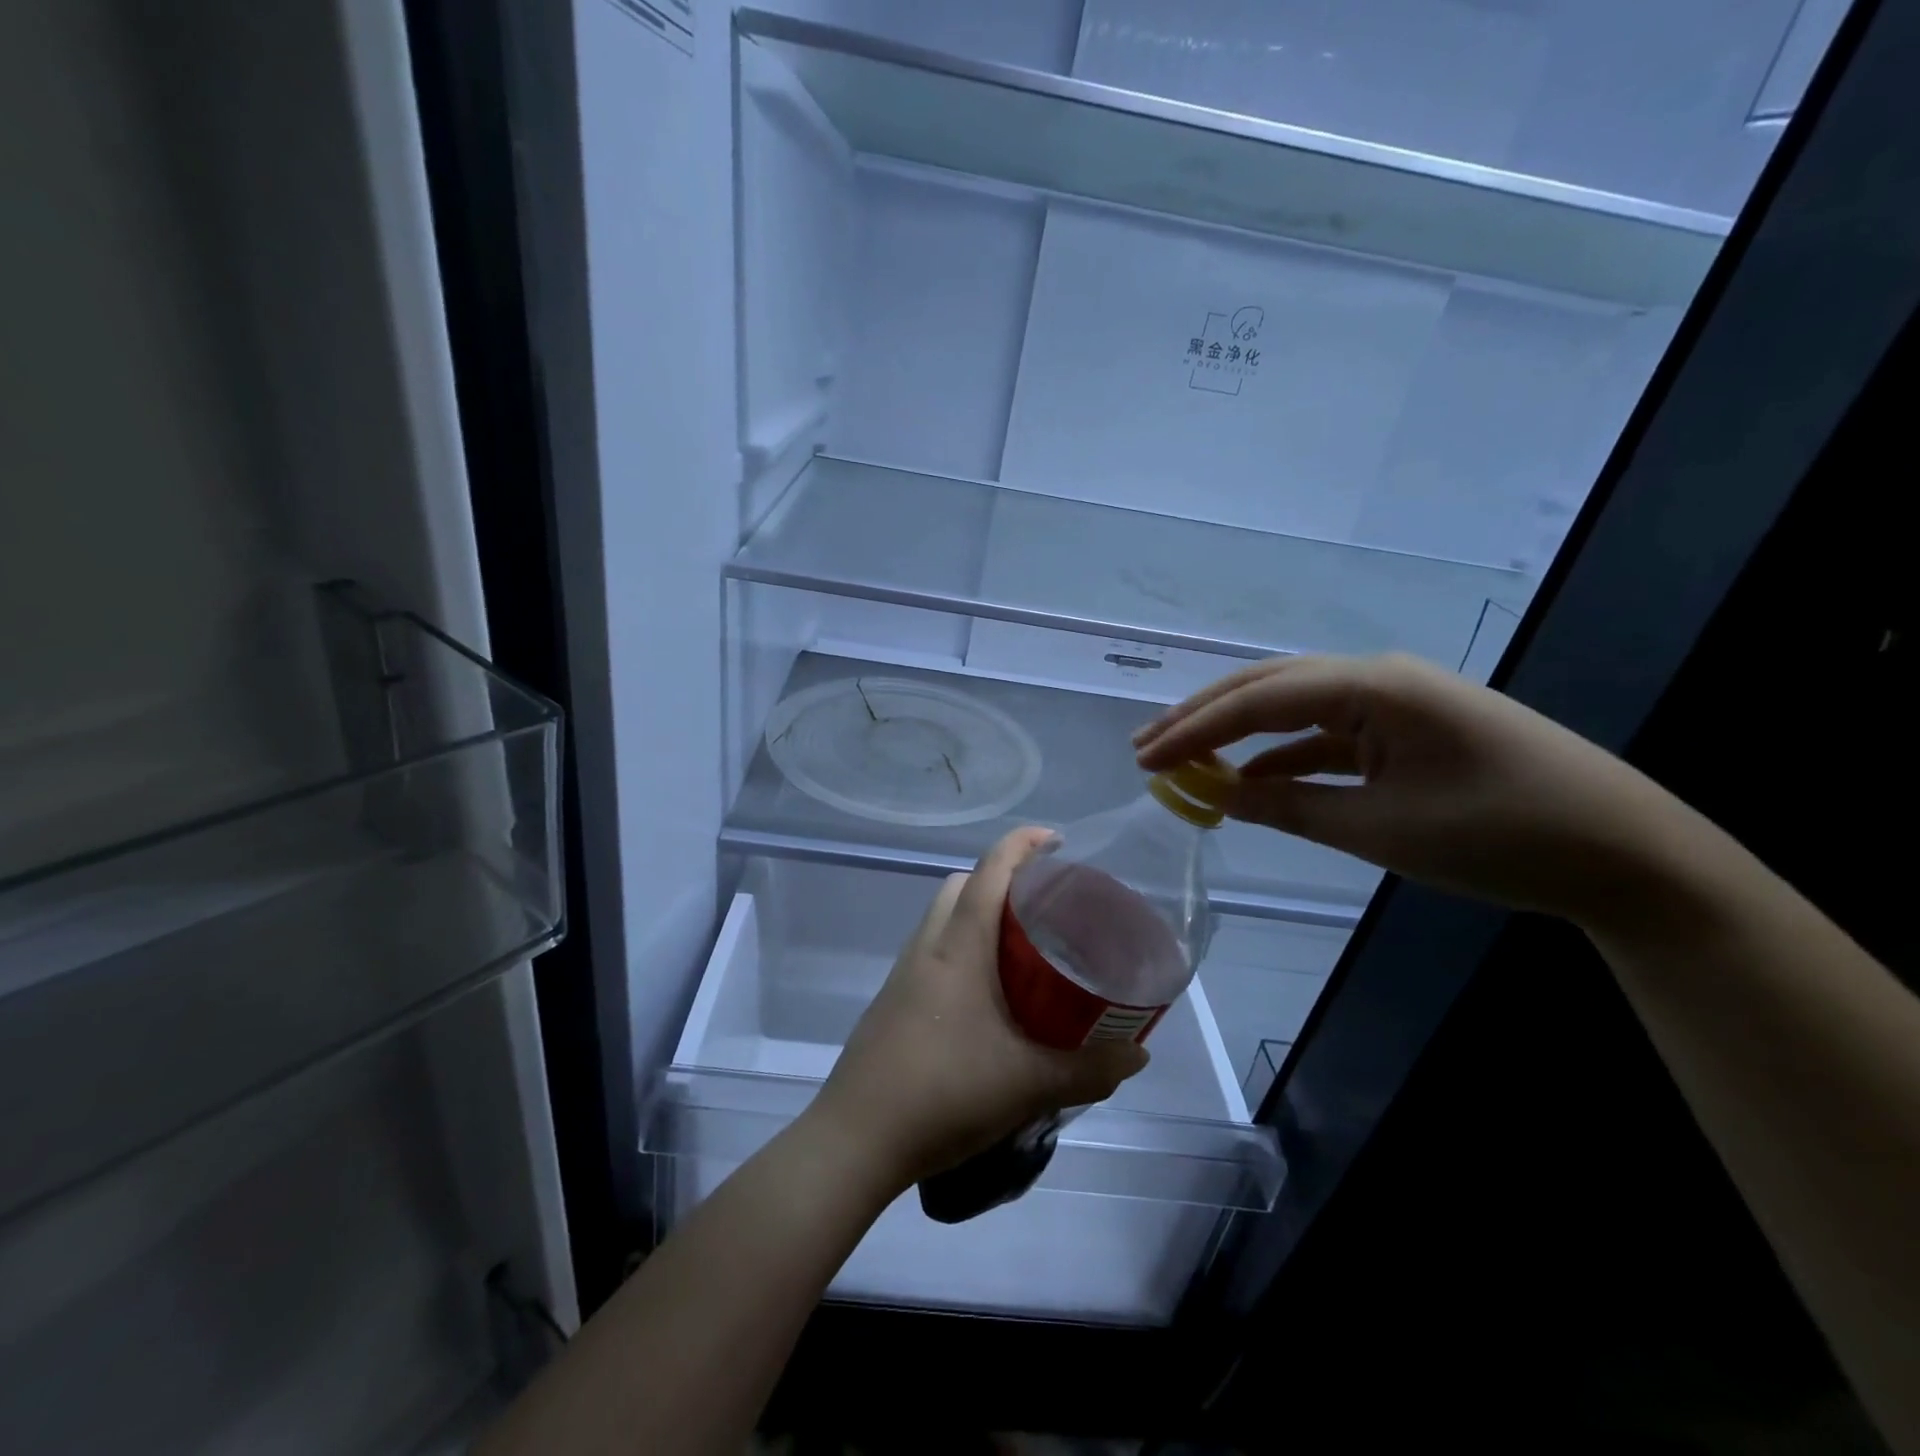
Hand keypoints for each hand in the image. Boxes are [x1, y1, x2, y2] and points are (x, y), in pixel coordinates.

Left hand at [807, 828, 1148, 1191]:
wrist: (857, 1139)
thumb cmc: (945, 1093)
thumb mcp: (1029, 1084)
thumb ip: (1089, 1069)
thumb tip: (1137, 1053)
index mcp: (959, 947)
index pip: (989, 871)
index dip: (1021, 844)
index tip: (1055, 840)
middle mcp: (927, 947)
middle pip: (961, 885)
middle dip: (999, 878)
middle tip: (1042, 904)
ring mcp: (904, 973)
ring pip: (941, 917)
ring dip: (976, 914)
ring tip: (1019, 948)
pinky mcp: (892, 1001)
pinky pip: (931, 951)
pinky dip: (959, 948)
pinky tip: (985, 994)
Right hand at [1134, 653, 1681, 928]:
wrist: (1627, 854)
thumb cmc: (1501, 836)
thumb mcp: (1380, 830)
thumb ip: (1290, 808)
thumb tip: (1220, 796)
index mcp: (1372, 686)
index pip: (1258, 700)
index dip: (1194, 730)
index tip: (1145, 759)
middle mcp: (1377, 678)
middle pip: (1267, 687)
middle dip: (1202, 718)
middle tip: (1146, 748)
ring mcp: (1393, 701)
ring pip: (1291, 707)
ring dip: (1236, 733)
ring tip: (1180, 757)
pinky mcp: (1405, 729)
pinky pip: (1325, 734)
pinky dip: (1281, 756)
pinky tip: (1248, 779)